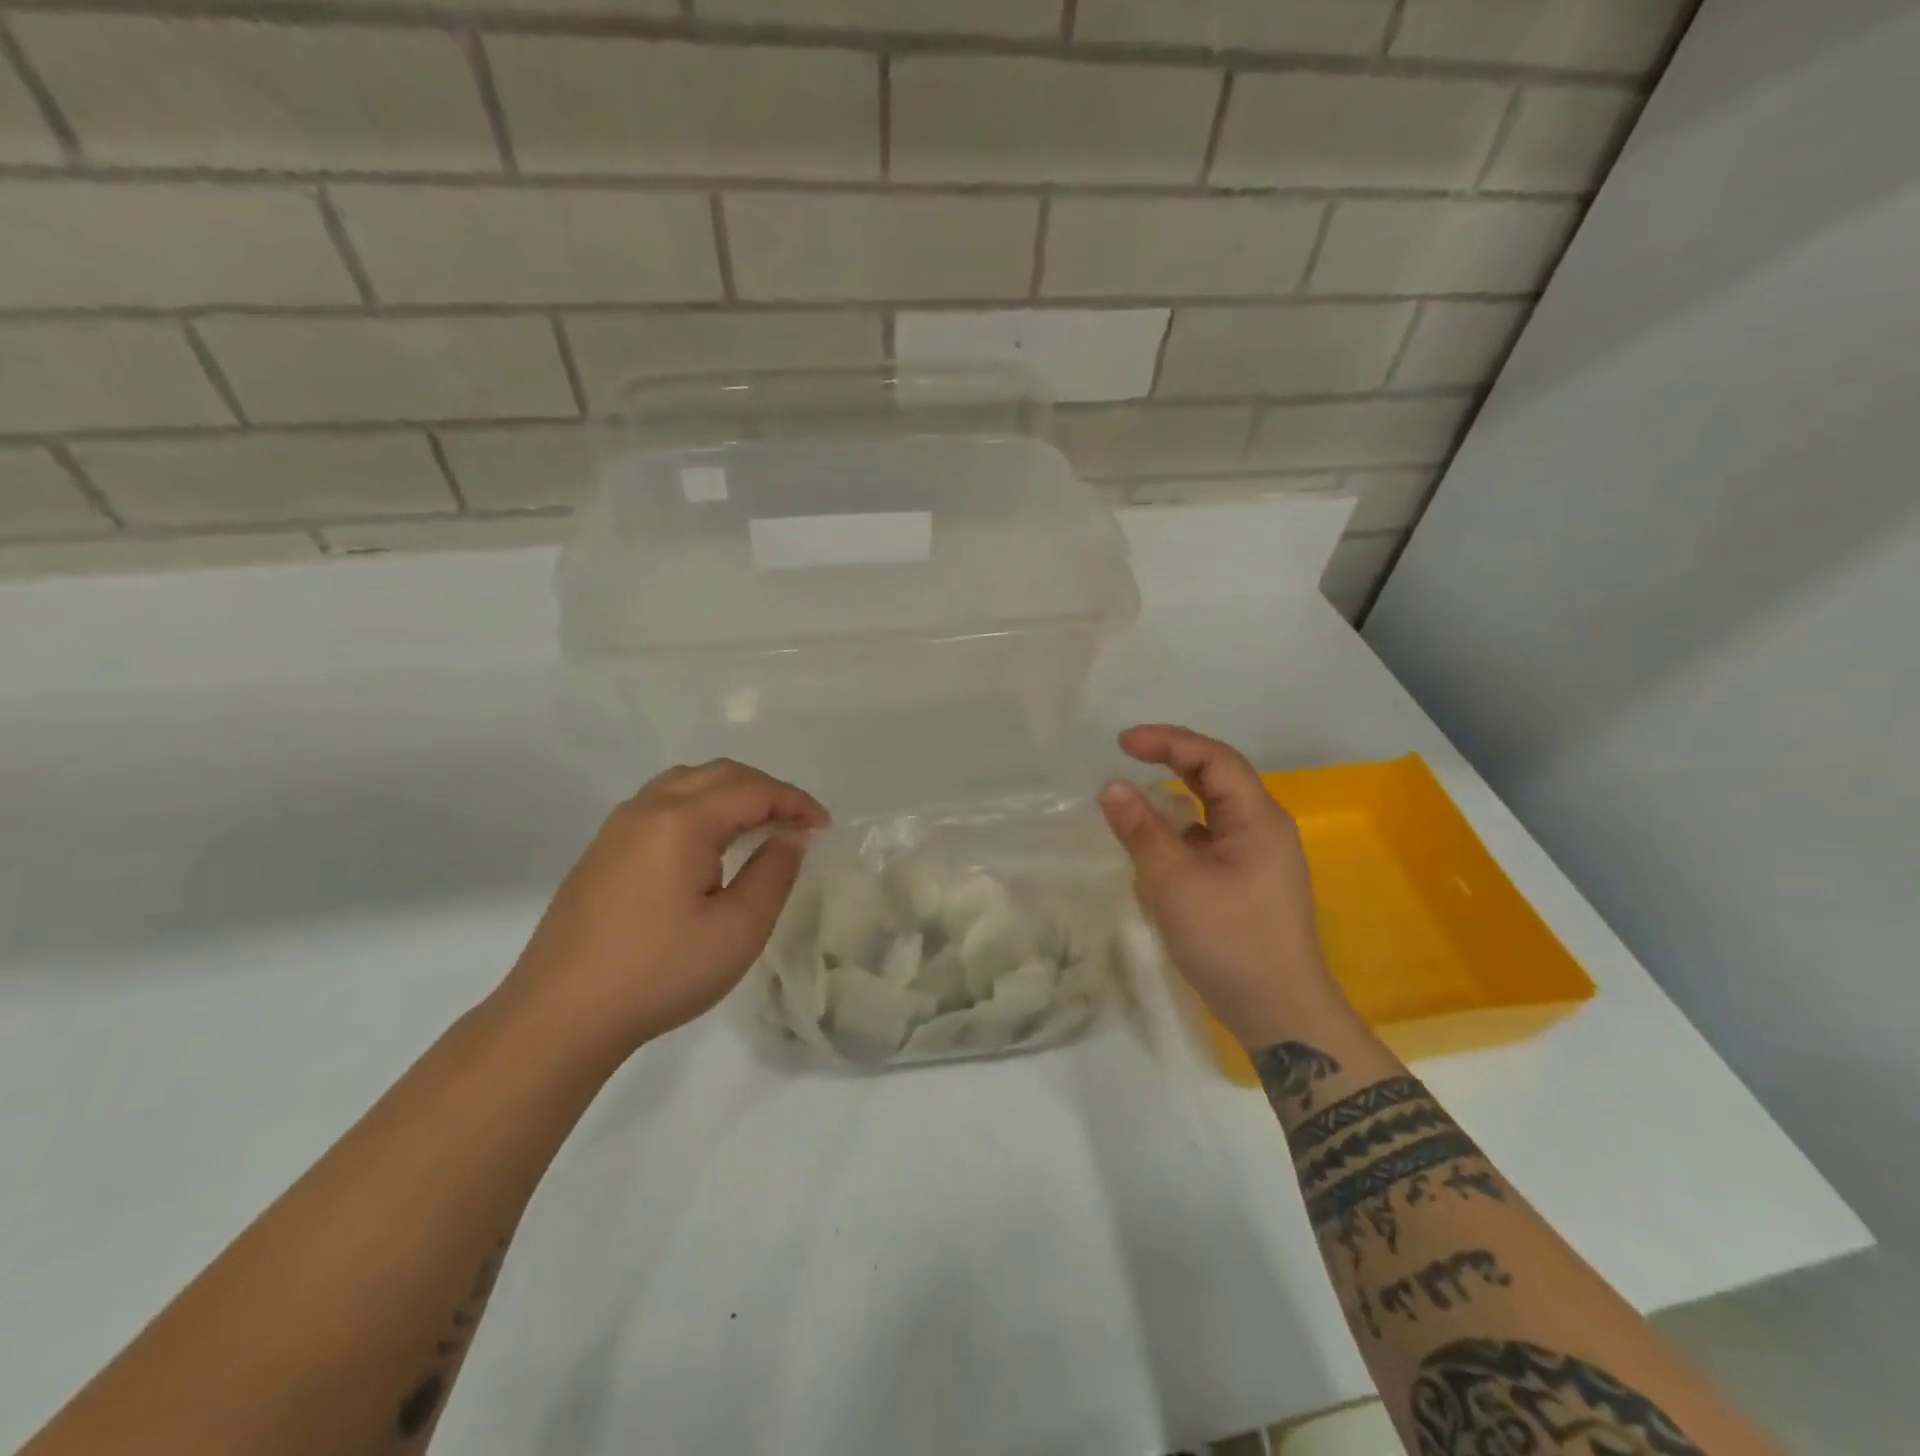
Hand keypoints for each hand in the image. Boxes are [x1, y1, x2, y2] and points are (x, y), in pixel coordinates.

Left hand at [497, 759, 828, 1060]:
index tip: (824, 828)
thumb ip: (774, 873)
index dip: (795, 802)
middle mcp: (647, 808)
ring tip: (759, 827)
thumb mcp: (738, 929)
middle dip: (766, 790)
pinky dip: (700, 806)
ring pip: (686, 782)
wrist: (560, 1016)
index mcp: (682, 820)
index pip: (753, 790)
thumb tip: (791, 836)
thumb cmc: (660, 972)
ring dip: (731, 793)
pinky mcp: (602, 851)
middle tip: (797, 824)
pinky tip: (710, 845)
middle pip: (719, 773)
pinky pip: (661, 803)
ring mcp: (618, 827)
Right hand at [1098, 725, 1344, 1047]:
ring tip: (1134, 803)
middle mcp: (1263, 829)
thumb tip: (1111, 787)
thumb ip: (1141, 830)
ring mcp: (1258, 858)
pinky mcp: (1248, 884)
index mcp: (1258, 818)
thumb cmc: (1229, 940)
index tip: (1122, 743)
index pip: (1213, 758)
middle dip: (1172, 762)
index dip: (1168, 741)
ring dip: (1174, 800)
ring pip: (1212, 812)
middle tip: (1127, 757)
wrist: (1279, 1013)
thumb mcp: (1174, 881)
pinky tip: (1155, 851)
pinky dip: (1180, 834)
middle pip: (1217, 778)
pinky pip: (1210, 842)